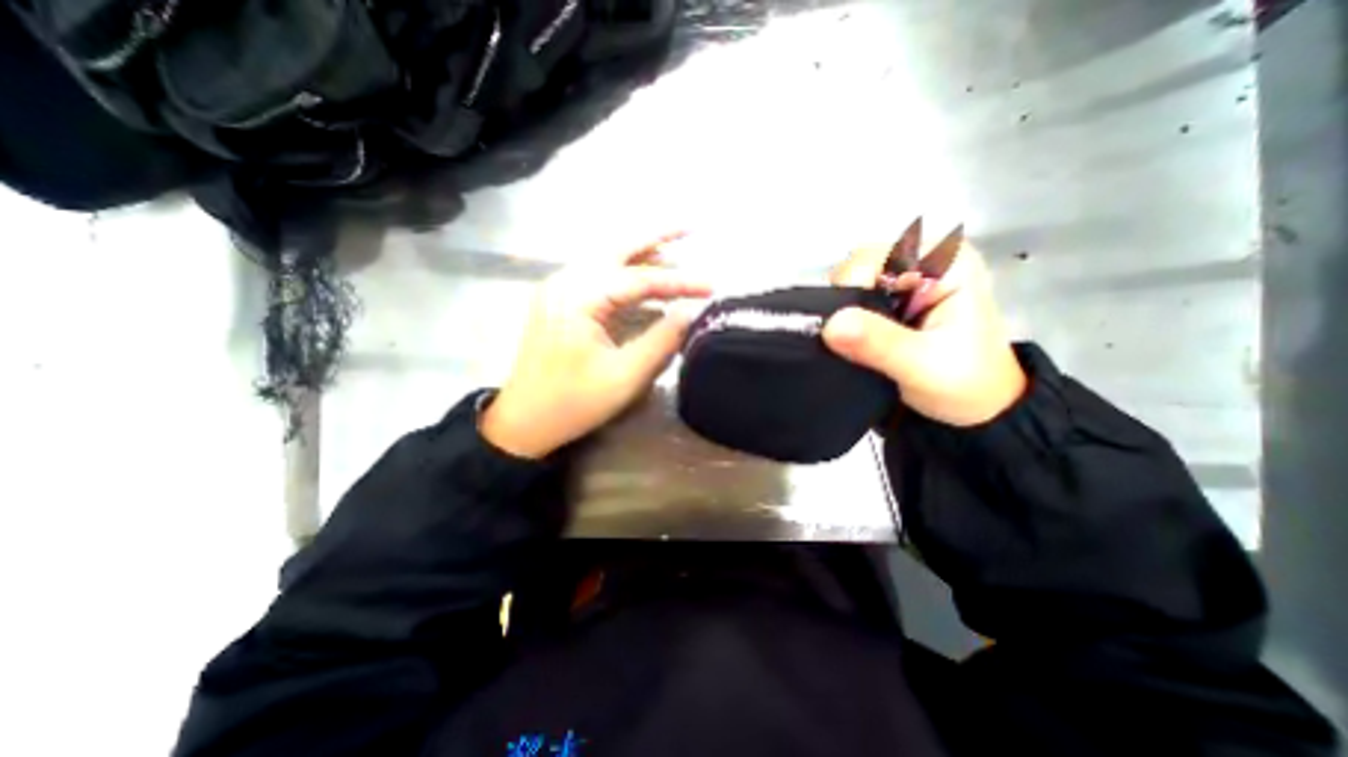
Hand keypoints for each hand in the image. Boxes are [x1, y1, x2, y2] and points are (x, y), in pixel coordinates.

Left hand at [478, 236, 710, 458]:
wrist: (523, 421)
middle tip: (690, 228)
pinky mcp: (559, 302)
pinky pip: (598, 276)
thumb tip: (691, 311)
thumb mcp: (625, 376)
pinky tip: (645, 279)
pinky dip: (625, 273)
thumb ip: (661, 340)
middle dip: (655, 237)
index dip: (679, 281)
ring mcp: (558, 290)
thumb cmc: (574, 402)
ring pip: (606, 259)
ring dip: (642, 254)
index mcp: (579, 298)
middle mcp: (565, 282)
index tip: (712, 285)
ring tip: (677, 252)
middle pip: (617, 249)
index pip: (639, 278)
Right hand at [822, 239, 1023, 425]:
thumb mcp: (922, 366)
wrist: (977, 407)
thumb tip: (830, 325)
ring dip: (842, 313)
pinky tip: (852, 339)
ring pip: (851, 282)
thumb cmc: (965, 384)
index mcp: (946, 262)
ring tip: (851, 343)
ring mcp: (908, 279)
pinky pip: (854, 298)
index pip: (876, 257)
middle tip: (847, 339)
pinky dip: (845, 319)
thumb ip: (878, 343)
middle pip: (859, 265)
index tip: (839, 327)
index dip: (850, 288)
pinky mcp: (895, 297)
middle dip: (844, 302)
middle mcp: (925, 260)